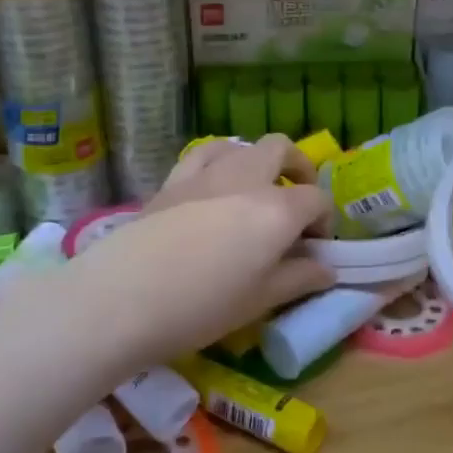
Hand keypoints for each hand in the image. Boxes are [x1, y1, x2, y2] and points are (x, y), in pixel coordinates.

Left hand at [52, 135, 334, 368]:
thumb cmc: (203, 306)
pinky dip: (221, 160)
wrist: (125, 298)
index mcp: (278, 209)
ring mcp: (207, 172)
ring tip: (256, 192)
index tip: (315, 249)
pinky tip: (217, 182)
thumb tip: (327, 269)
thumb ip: (300, 278)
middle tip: (296, 204)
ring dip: (259, 162)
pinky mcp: (174, 179)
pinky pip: (205, 153)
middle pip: (283, 150)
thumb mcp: (261, 300)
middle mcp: (247, 178)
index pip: (316, 199)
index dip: (324, 221)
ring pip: (244, 145)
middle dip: (299, 170)